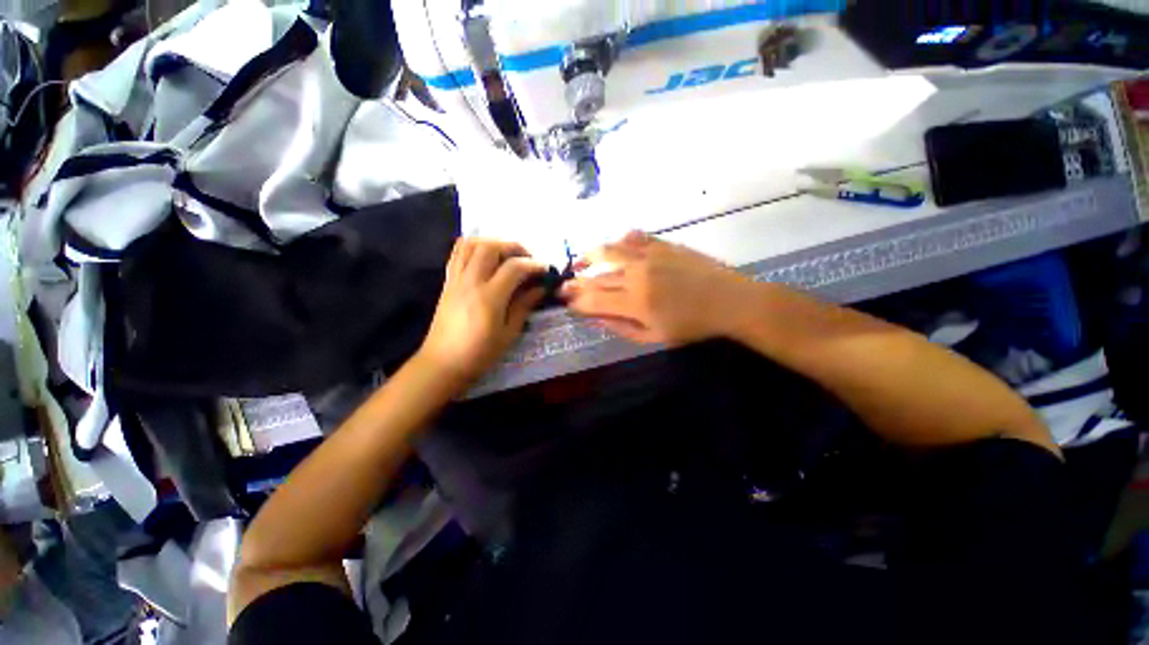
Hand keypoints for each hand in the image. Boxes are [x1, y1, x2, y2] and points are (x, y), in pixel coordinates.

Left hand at [417, 238, 545, 386]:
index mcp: (489, 298)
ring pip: (471, 244)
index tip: (545, 269)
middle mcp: (471, 282)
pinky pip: (457, 254)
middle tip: (527, 259)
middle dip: (513, 247)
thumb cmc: (480, 353)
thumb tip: (540, 288)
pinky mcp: (447, 282)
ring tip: (507, 255)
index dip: (533, 265)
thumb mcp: (509, 333)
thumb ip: (524, 305)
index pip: (514, 267)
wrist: (443, 363)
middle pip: (491, 247)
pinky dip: (473, 247)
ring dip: (492, 243)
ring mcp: (456, 280)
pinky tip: (485, 257)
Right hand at [561, 231, 749, 344]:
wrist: (729, 300)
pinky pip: (634, 238)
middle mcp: (636, 274)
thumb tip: (595, 318)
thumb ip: (621, 327)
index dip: (577, 302)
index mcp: (635, 302)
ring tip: (578, 262)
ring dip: (589, 256)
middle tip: (564, 285)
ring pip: (610, 251)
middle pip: (597, 277)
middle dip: (576, 282)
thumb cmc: (692, 326)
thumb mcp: (655, 337)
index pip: (594, 300)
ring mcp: (649, 256)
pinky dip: (620, 241)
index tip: (566, 303)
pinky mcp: (662, 244)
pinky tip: (614, 245)